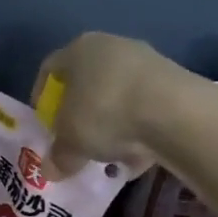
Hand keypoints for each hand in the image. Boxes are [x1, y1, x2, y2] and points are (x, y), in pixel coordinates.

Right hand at [32, 32, 185, 175]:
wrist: (174, 112)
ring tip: (110, 153)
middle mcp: (111, 45)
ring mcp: (146, 60)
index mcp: (78, 49)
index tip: (45, 123)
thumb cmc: (104, 114)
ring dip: (111, 122)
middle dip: (80, 112)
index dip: (42, 98)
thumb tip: (51, 171)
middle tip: (76, 139)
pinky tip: (139, 154)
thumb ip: (59, 156)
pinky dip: (139, 127)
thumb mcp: (71, 143)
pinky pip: (146, 106)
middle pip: (87, 81)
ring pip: (118, 94)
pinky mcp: (175, 79)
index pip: (50, 69)